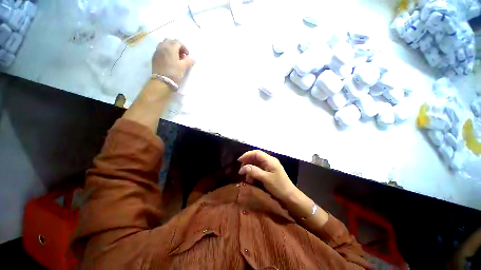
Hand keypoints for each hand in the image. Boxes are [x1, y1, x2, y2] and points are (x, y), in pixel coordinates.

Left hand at [152, 39, 194, 83]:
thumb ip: (189, 61)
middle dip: (176, 46)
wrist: (162, 81)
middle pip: (170, 41)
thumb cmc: (174, 73)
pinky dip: (165, 52)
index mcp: (171, 47)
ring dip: (170, 48)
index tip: (187, 55)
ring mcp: (157, 51)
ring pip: (164, 44)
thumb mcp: (184, 67)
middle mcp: (163, 46)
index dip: (184, 48)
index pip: (178, 42)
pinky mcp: (154, 57)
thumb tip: (193, 59)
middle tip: (181, 54)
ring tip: (175, 57)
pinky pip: (160, 50)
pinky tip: (169, 60)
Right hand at [238, 150, 297, 201]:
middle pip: (256, 157)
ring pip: (256, 163)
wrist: (290, 196)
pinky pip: (259, 169)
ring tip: (246, 177)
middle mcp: (269, 161)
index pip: (256, 153)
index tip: (239, 161)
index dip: (247, 155)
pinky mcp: (269, 171)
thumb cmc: (279, 186)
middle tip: (241, 170)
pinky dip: (254, 173)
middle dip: (247, 162)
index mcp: (270, 160)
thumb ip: (254, 171)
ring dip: (250, 169)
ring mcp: (270, 166)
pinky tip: (251, 180)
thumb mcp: (265, 179)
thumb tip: (243, 168)